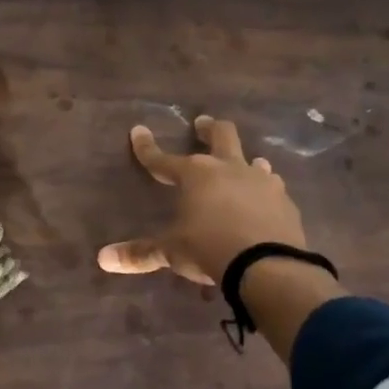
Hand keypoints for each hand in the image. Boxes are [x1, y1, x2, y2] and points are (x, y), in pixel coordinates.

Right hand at [97, 115, 307, 283]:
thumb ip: (140, 253)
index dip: (147, 148)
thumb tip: (104, 259)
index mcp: (196, 175)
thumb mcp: (170, 252)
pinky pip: (272, 188)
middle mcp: (229, 169)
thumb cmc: (208, 249)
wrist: (266, 264)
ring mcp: (262, 182)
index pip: (163, 159)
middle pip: (221, 136)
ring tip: (242, 165)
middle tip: (203, 123)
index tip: (138, 132)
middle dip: (209, 129)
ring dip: (244, 161)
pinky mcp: (284, 202)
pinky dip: (263, 190)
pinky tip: (264, 200)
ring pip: (253, 160)